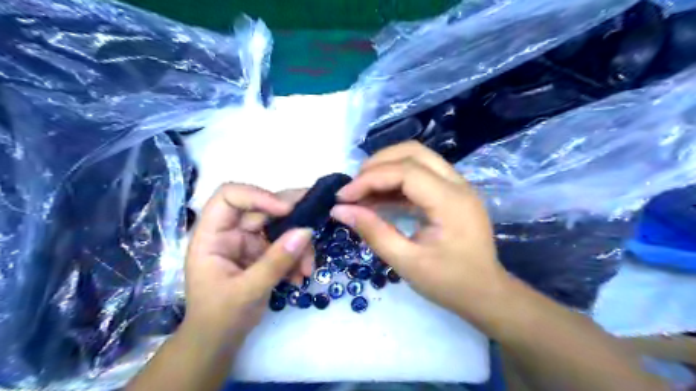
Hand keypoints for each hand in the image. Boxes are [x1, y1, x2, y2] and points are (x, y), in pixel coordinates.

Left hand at [185, 183, 313, 341]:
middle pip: (263, 208)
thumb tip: (306, 231)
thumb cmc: (219, 318)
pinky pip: (286, 244)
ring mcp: (249, 241)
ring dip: (299, 245)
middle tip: (317, 221)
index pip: (230, 197)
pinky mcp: (263, 252)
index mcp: (212, 235)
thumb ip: (276, 262)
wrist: (219, 342)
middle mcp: (231, 232)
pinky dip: (298, 256)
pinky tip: (300, 275)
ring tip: (307, 268)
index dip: (258, 195)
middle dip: (292, 218)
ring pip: (280, 226)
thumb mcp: (247, 291)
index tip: (286, 210)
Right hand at [332, 142, 508, 324]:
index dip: (370, 179)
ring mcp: (457, 185)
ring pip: (417, 158)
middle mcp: (457, 184)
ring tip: (361, 192)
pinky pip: (420, 174)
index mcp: (450, 202)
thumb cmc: (449, 283)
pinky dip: (396, 181)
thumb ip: (373, 232)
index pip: (405, 172)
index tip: (343, 197)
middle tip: (353, 188)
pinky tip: (378, 198)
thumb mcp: (406, 262)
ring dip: (385, 169)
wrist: (486, 294)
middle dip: (377, 164)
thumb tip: (340, 211)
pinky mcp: (451, 192)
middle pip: (412, 152)